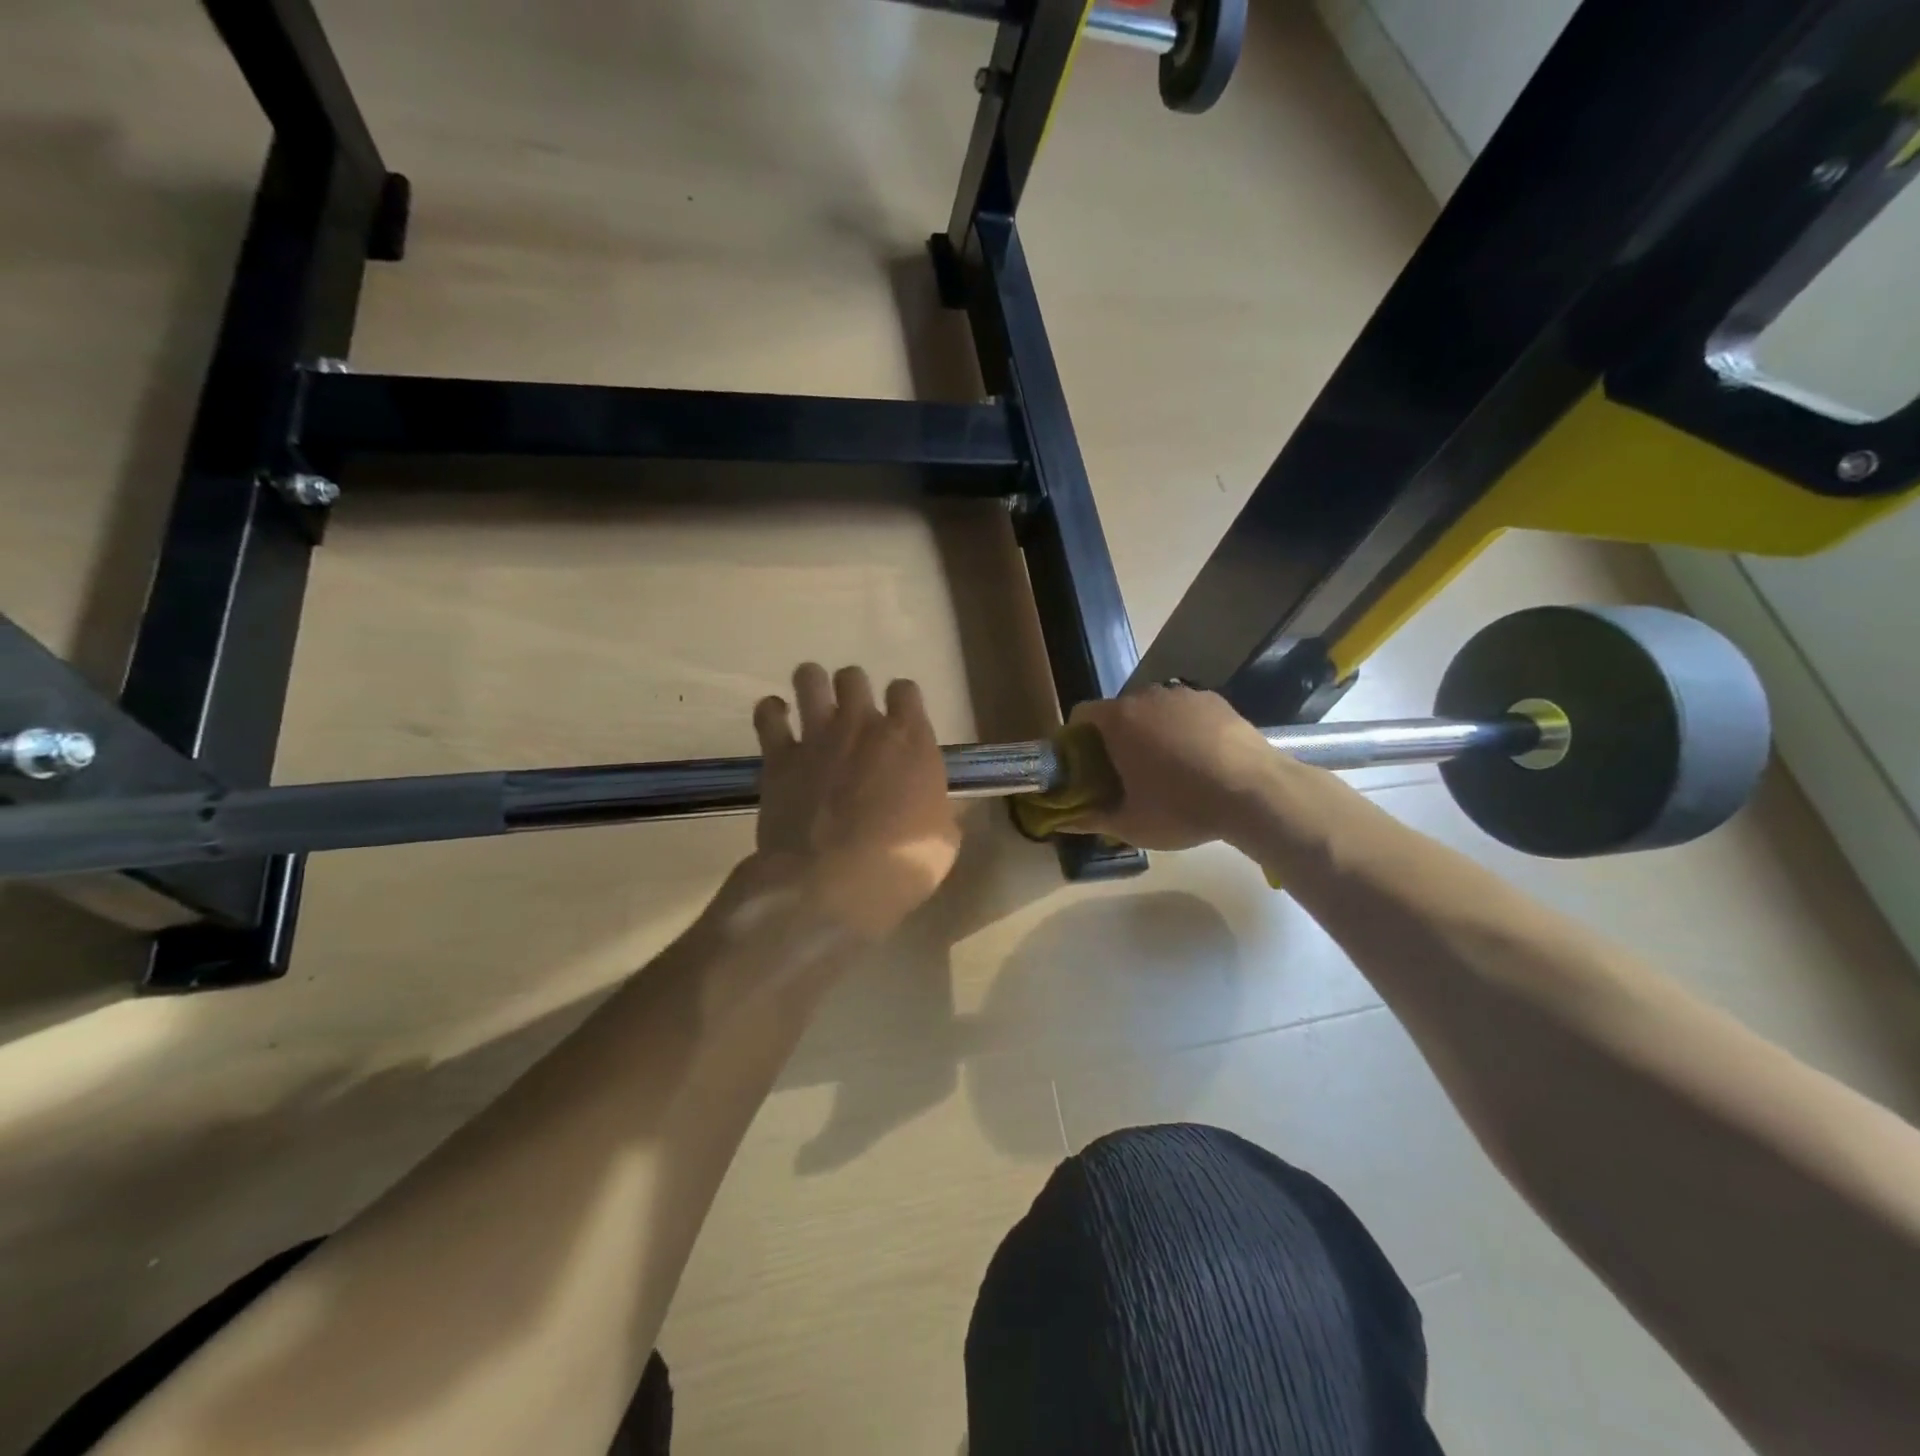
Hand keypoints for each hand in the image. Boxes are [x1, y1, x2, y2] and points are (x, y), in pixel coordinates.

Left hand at [752, 664, 961, 936]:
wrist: (832, 884)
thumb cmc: (900, 865)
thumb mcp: (942, 841)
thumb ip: (938, 811)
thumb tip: (937, 810)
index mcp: (910, 740)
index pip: (905, 691)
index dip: (901, 700)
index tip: (898, 717)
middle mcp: (863, 726)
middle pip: (854, 677)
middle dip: (852, 689)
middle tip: (851, 715)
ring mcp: (818, 737)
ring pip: (809, 679)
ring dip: (811, 684)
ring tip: (811, 701)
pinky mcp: (779, 757)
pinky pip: (769, 715)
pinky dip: (772, 712)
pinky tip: (776, 719)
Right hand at [1065, 685, 1289, 850]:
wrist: (1256, 793)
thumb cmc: (1182, 807)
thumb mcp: (1130, 824)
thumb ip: (1090, 819)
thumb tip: (1064, 822)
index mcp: (1118, 721)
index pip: (1081, 715)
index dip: (1078, 739)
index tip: (1086, 766)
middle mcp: (1146, 697)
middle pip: (1119, 712)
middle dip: (1116, 738)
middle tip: (1126, 773)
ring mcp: (1184, 695)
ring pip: (1154, 711)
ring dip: (1151, 731)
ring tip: (1167, 767)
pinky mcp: (1216, 700)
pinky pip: (1185, 712)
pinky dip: (1183, 729)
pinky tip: (1200, 759)